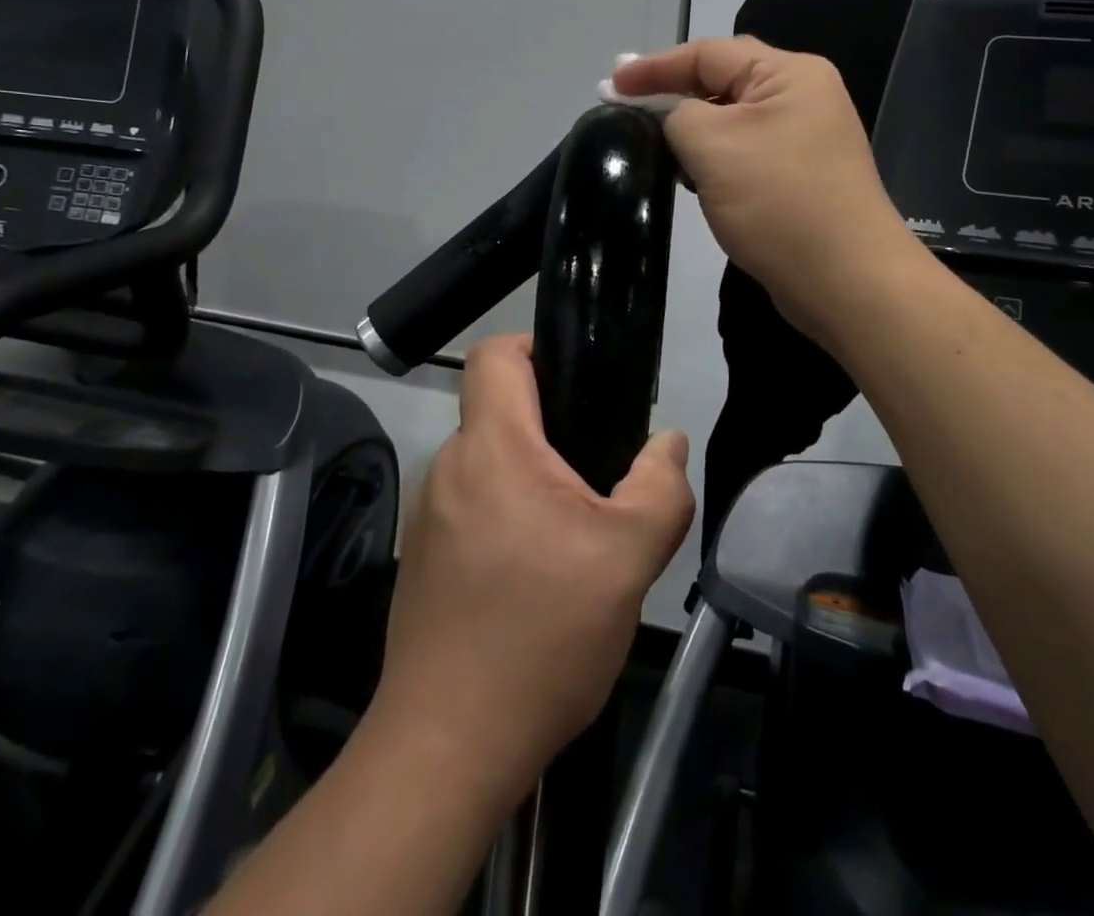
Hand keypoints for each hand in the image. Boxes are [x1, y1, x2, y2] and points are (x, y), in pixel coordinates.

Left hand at [370, 335, 693, 805]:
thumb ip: (660, 489)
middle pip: (499, 410)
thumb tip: (667, 443)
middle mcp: (450, 467)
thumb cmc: (541, 637)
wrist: (447, 747)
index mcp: (493, 447)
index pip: (495, 354)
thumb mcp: (628, 560)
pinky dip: (509, 515)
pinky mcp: (425, 558)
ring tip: (578, 528)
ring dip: (533, 477)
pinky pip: (473, 506)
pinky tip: (540, 573)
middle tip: (601, 468)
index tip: (579, 375)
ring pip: (490, 464)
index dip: (535, 345)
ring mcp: (430, 515)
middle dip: (552, 425)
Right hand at [612, 38, 915, 342]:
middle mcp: (803, 96)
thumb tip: (674, 118)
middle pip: (723, 81)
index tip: (609, 85)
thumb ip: (678, 114)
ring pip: (733, 120)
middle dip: (673, 93)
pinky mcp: (801, 176)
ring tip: (651, 143)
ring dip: (692, 129)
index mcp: (790, 74)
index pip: (708, 53)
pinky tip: (690, 177)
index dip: (654, 66)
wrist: (846, 281)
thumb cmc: (778, 202)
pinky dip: (714, 157)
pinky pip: (746, 152)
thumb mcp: (713, 145)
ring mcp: (806, 138)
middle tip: (625, 108)